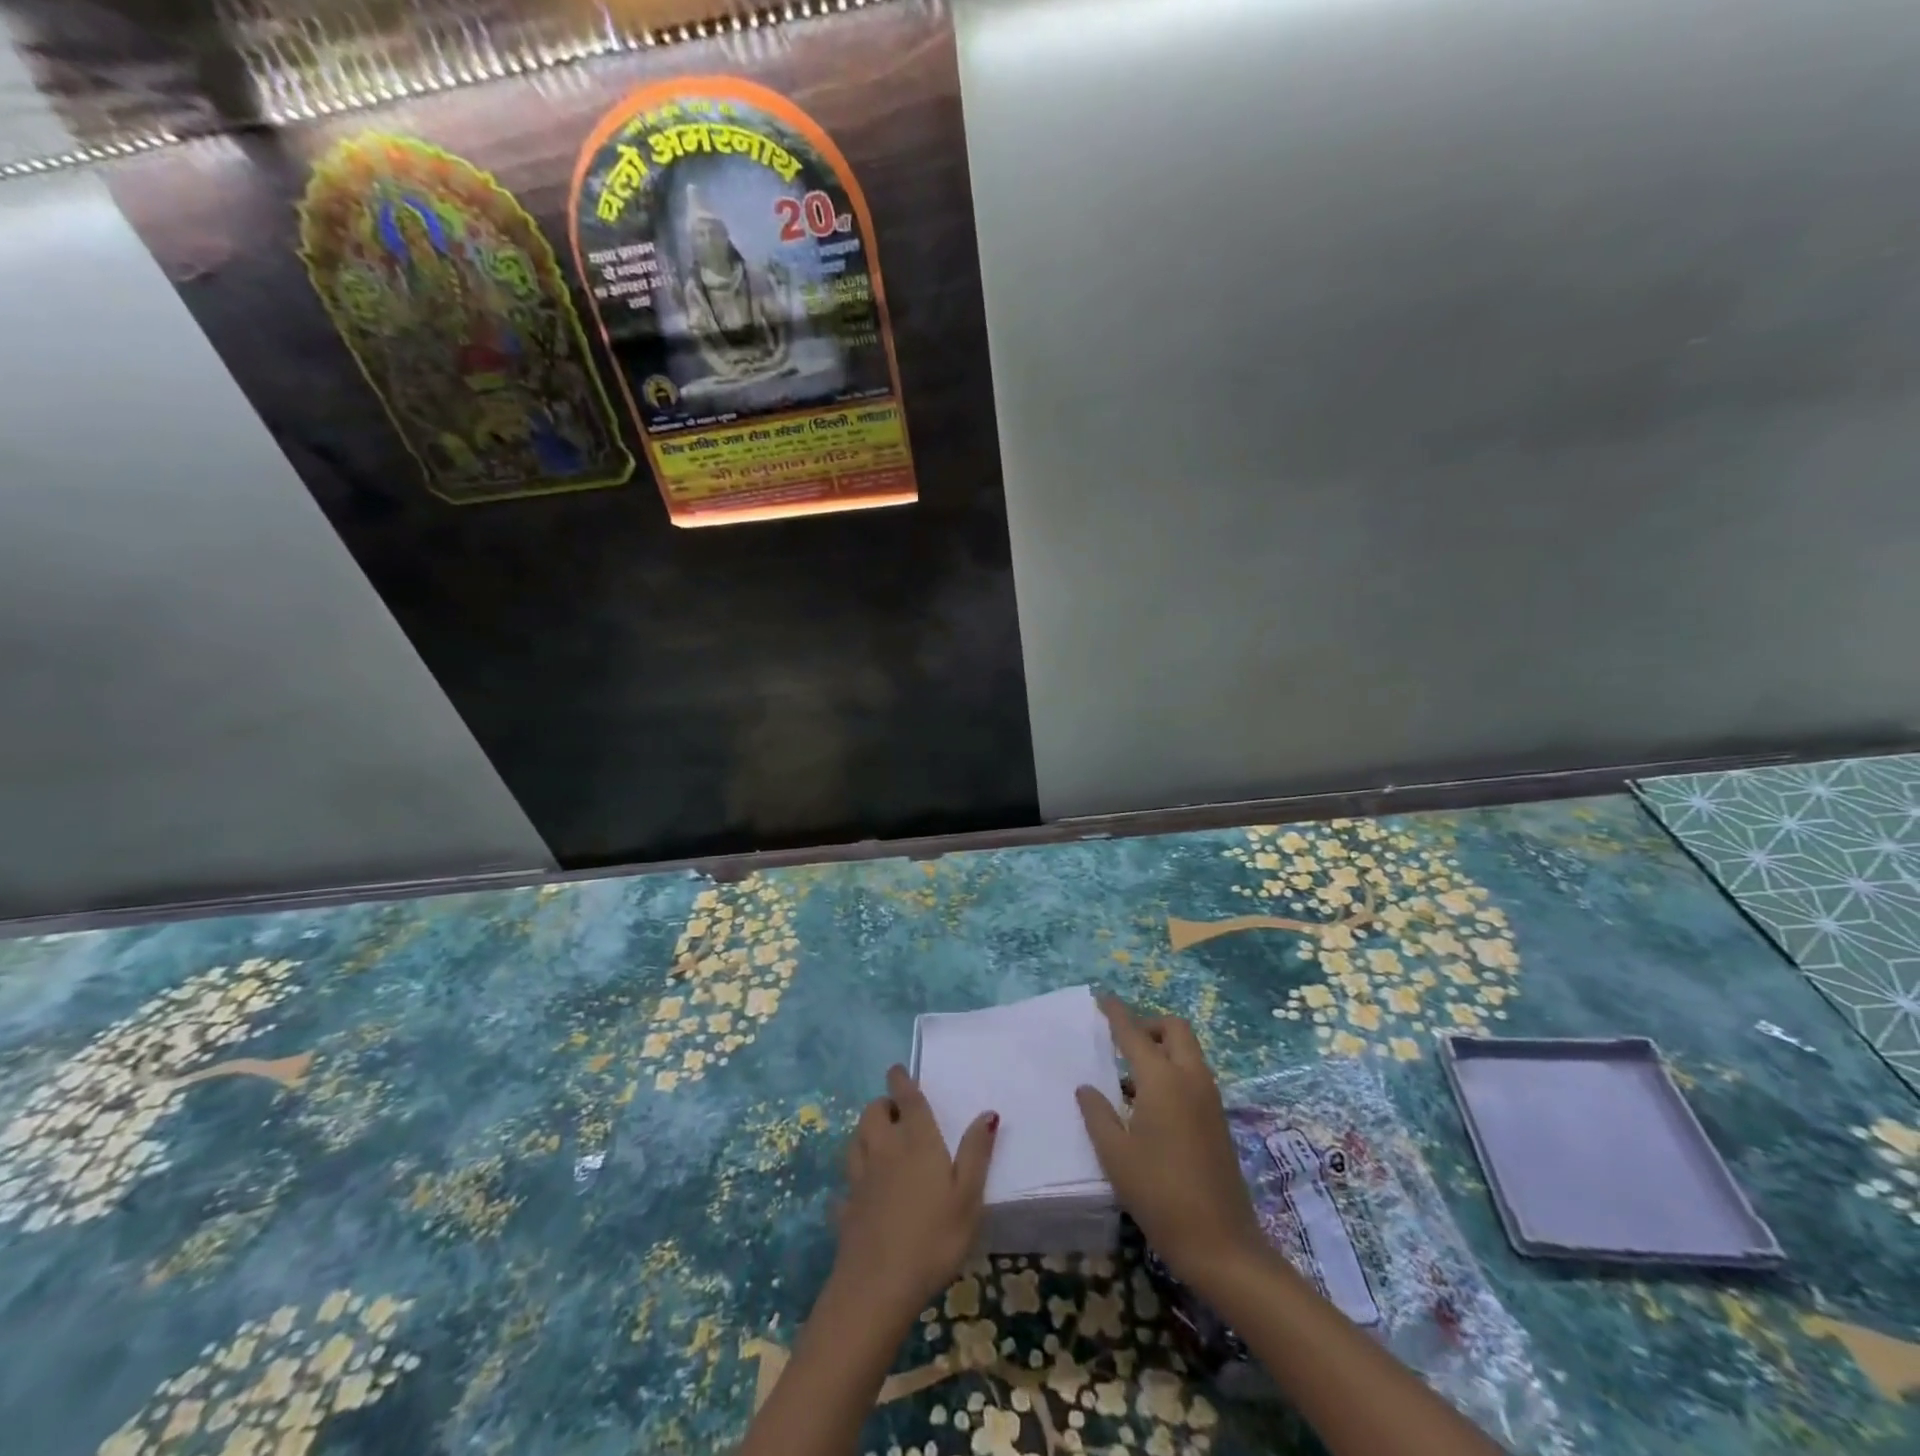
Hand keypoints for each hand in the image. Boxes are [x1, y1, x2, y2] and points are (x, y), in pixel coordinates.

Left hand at [832, 1065, 997, 1327]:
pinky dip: (853, 1181)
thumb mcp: (968, 1197)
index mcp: (916, 1141)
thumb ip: (976, 1152)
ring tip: (879, 1139)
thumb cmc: (933, 1237)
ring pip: (856, 1140)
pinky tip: (858, 1193)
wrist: (878, 1287)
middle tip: (896, 1111)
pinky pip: (847, 1185)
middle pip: (873, 1113)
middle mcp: (884, 1150)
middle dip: (882, 1105)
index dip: (900, 1080)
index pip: (905, 1098)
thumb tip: (987, 1113)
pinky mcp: (847, 1208)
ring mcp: (860, 1179)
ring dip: (865, 1132)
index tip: (897, 1069)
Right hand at [1076, 996, 1265, 1294]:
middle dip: (1149, 1024)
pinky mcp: (1218, 1119)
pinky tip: (1149, 1103)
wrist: (1222, 1244)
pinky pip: (1193, 1075)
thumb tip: (1087, 1087)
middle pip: (1174, 1029)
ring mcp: (1209, 1098)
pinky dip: (1173, 1070)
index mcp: (1162, 1080)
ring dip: (1163, 1048)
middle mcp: (1190, 1078)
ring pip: (1188, 1051)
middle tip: (1122, 1041)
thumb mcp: (1115, 1155)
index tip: (1101, 997)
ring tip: (1130, 1074)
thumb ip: (1098, 1114)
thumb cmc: (1159, 1194)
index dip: (1116, 1013)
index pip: (1134, 1033)